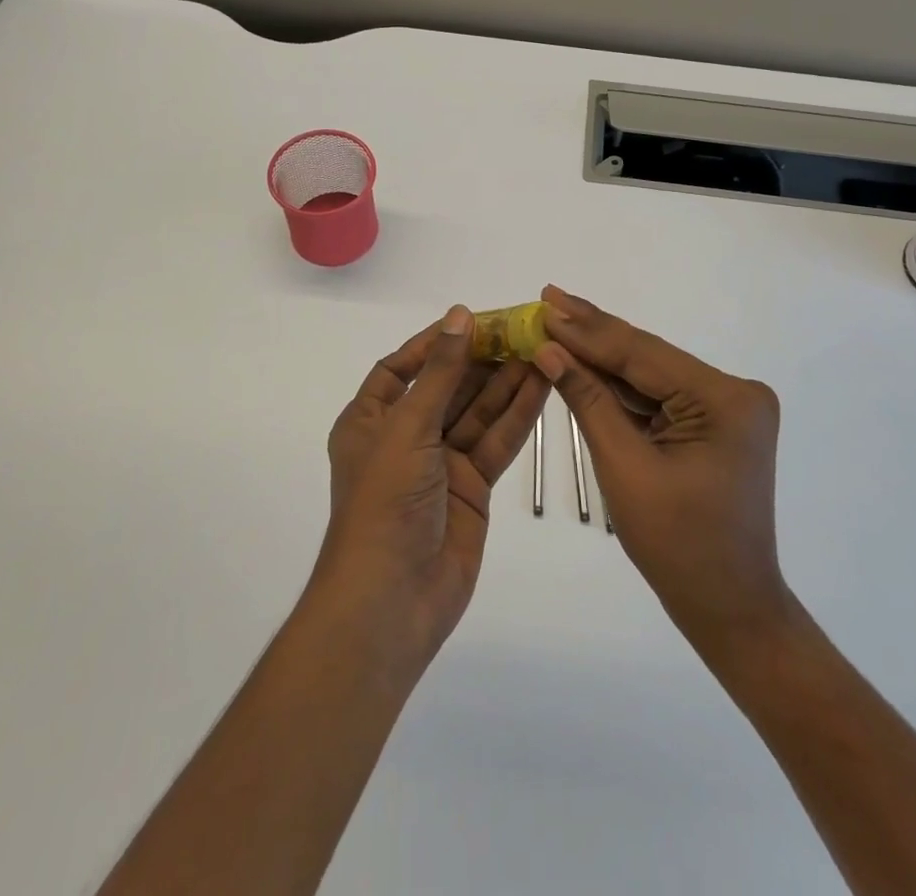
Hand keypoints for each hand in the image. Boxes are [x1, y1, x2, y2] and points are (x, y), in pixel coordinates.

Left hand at [315, 306, 551, 670]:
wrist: (392, 600)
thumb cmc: (385, 502)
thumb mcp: (409, 427)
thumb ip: (441, 373)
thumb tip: (459, 315)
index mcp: (371, 420)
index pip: (401, 368)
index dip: (434, 343)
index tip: (471, 320)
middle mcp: (405, 436)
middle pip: (447, 386)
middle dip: (481, 359)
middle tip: (522, 329)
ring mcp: (440, 463)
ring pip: (477, 412)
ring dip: (507, 382)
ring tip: (542, 349)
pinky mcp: (471, 487)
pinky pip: (496, 442)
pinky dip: (519, 415)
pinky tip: (544, 386)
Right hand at [531, 286, 792, 654]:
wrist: (728, 607)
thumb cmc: (677, 547)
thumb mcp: (624, 467)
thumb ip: (588, 400)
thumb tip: (549, 348)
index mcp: (725, 400)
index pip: (641, 354)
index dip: (587, 331)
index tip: (544, 303)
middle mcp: (734, 392)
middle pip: (647, 357)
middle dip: (593, 333)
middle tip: (547, 297)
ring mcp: (727, 406)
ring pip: (650, 374)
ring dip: (602, 356)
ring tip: (555, 323)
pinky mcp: (715, 422)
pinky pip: (658, 396)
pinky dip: (620, 386)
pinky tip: (583, 362)